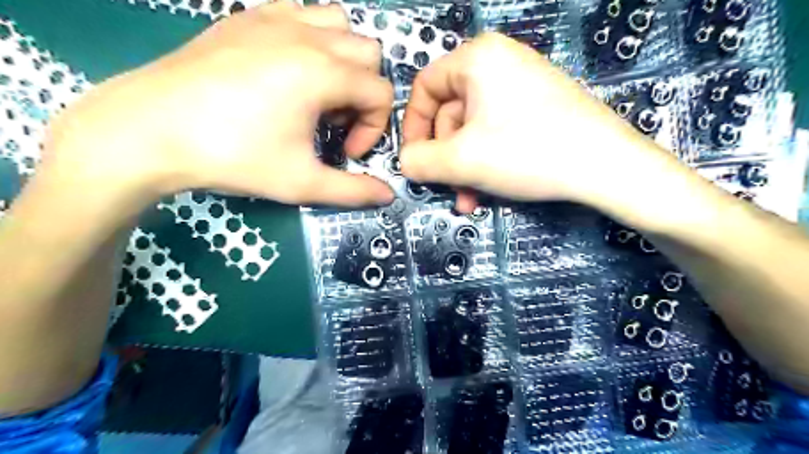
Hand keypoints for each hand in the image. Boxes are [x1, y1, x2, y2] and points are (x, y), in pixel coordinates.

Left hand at [44, 2, 394, 206]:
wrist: (150, 130)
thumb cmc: (233, 157)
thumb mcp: (302, 183)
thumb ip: (353, 191)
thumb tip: (388, 196)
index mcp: (323, 73)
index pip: (381, 93)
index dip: (375, 128)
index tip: (348, 152)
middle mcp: (307, 36)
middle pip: (369, 54)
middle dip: (363, 93)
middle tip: (333, 123)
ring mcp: (275, 18)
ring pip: (339, 24)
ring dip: (343, 60)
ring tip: (317, 93)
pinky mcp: (247, 16)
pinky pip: (301, 12)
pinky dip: (311, 38)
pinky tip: (289, 69)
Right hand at [400, 32, 677, 212]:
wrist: (607, 166)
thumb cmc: (527, 152)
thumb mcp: (461, 161)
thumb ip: (420, 161)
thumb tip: (404, 162)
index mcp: (477, 58)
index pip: (424, 89)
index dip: (413, 128)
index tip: (414, 161)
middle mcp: (498, 63)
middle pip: (450, 114)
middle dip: (446, 159)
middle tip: (449, 189)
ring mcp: (521, 84)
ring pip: (473, 129)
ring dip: (465, 168)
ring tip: (470, 199)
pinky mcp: (538, 106)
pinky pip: (496, 132)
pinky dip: (486, 161)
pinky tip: (489, 189)